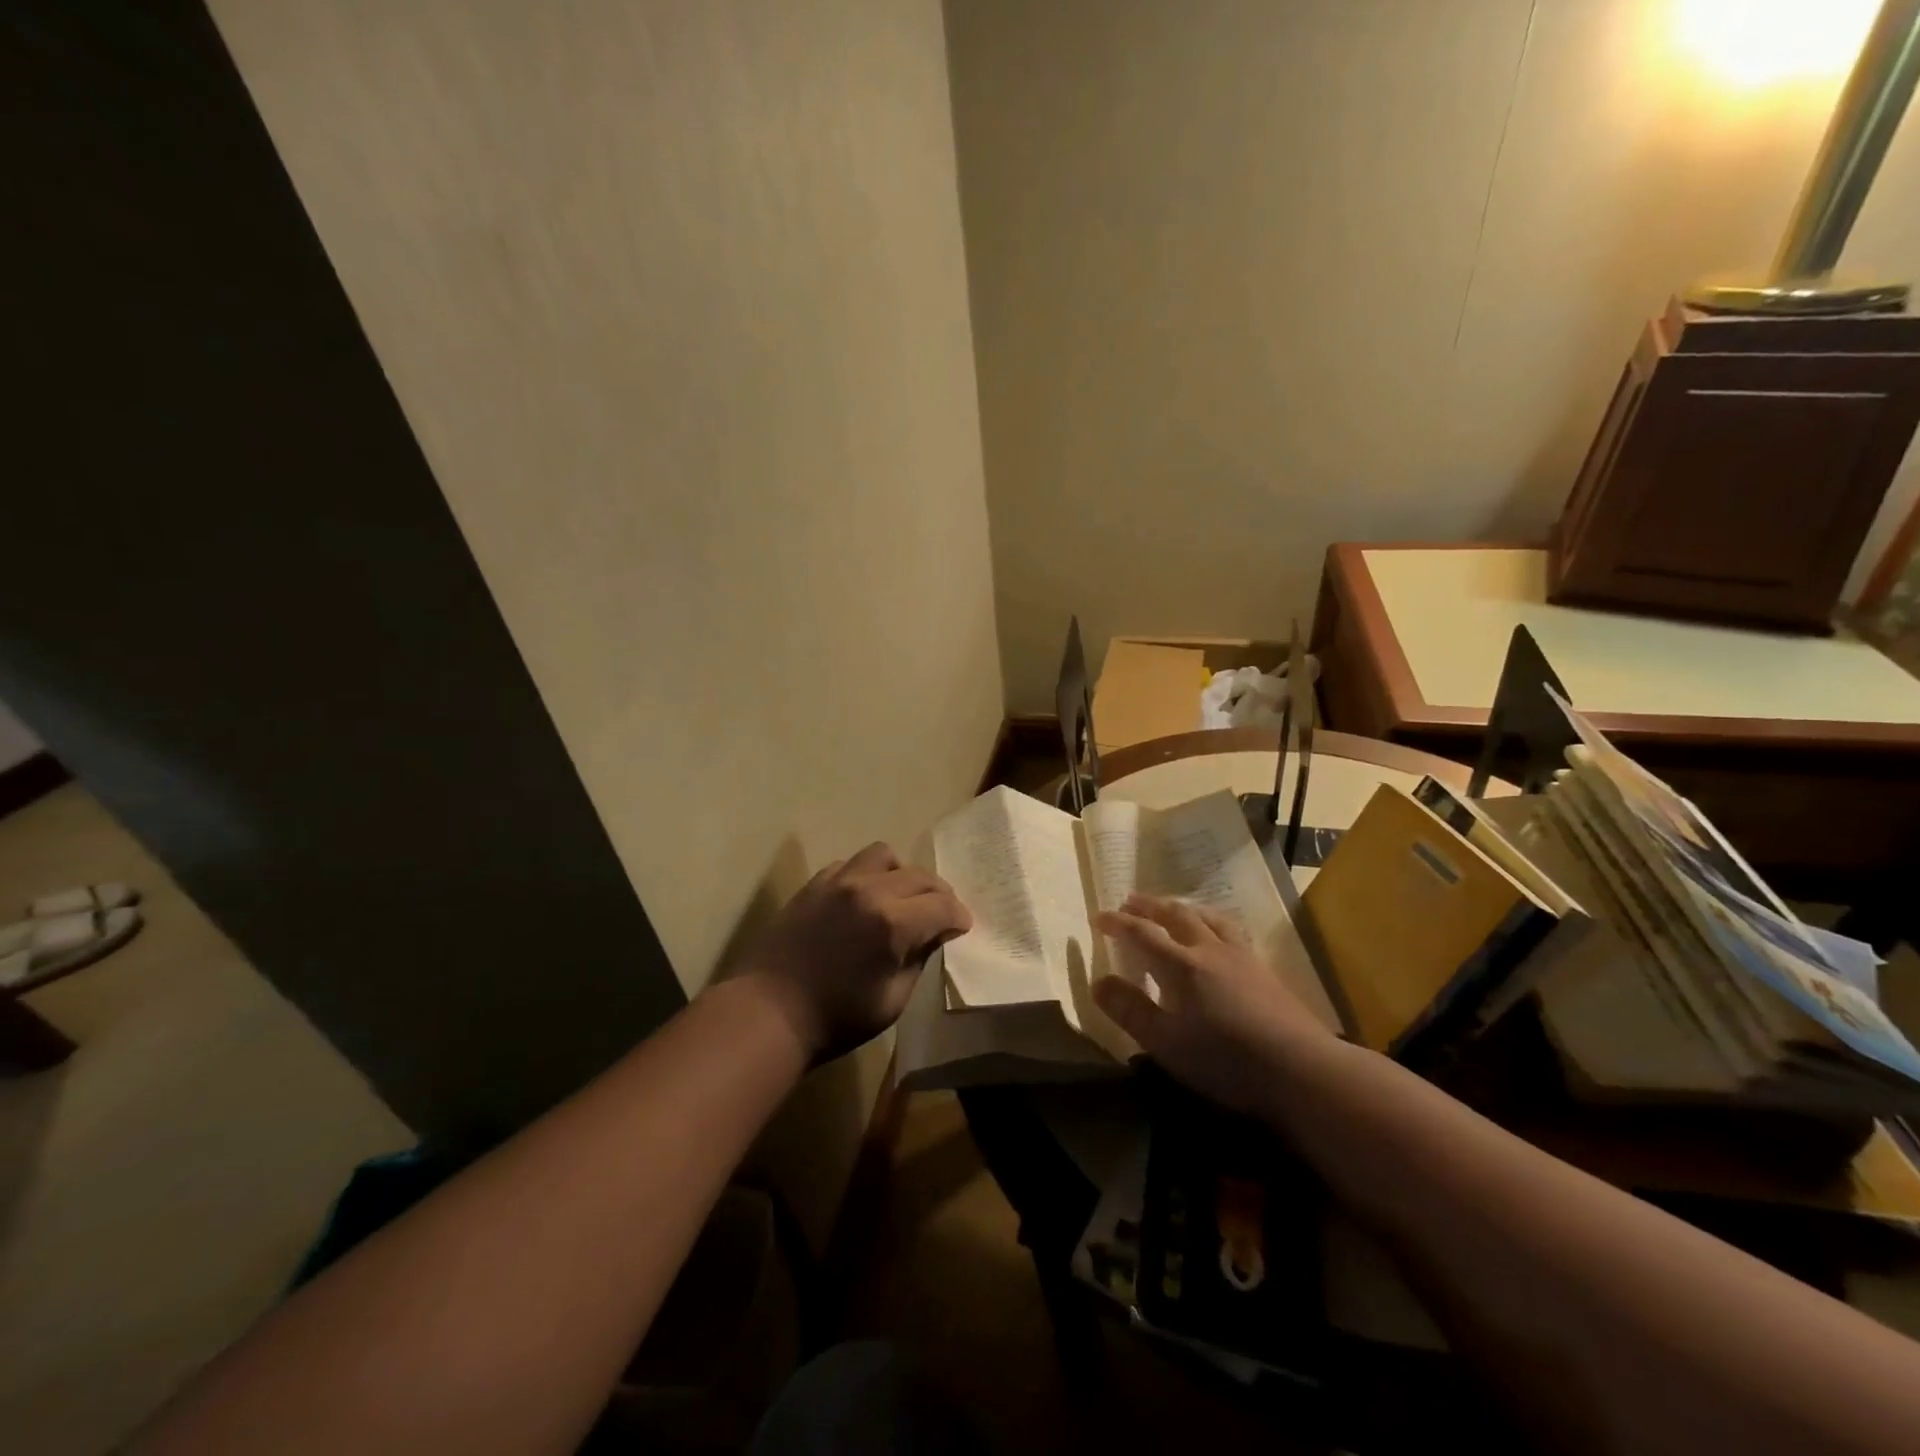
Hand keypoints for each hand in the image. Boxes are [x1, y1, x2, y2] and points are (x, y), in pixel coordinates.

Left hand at [736, 843, 971, 1061]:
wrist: (768, 1012)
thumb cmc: (835, 1018)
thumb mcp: (892, 1000)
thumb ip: (918, 959)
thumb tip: (933, 935)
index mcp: (893, 923)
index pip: (943, 905)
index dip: (958, 917)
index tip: (961, 927)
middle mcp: (869, 891)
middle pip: (920, 875)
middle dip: (938, 894)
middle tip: (940, 913)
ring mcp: (839, 881)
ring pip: (884, 855)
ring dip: (901, 874)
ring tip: (901, 896)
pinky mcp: (815, 884)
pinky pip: (850, 864)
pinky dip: (866, 875)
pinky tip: (863, 898)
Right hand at [1093, 893, 1337, 1116]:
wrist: (1301, 1068)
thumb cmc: (1225, 1059)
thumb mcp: (1166, 1043)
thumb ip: (1130, 1010)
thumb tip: (1098, 982)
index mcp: (1180, 965)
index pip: (1141, 933)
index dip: (1117, 923)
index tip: (1098, 917)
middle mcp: (1208, 949)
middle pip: (1175, 915)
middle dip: (1149, 906)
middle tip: (1130, 901)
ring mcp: (1240, 955)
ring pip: (1206, 917)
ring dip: (1182, 907)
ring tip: (1171, 907)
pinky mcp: (1263, 968)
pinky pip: (1229, 929)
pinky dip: (1210, 920)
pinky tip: (1217, 933)